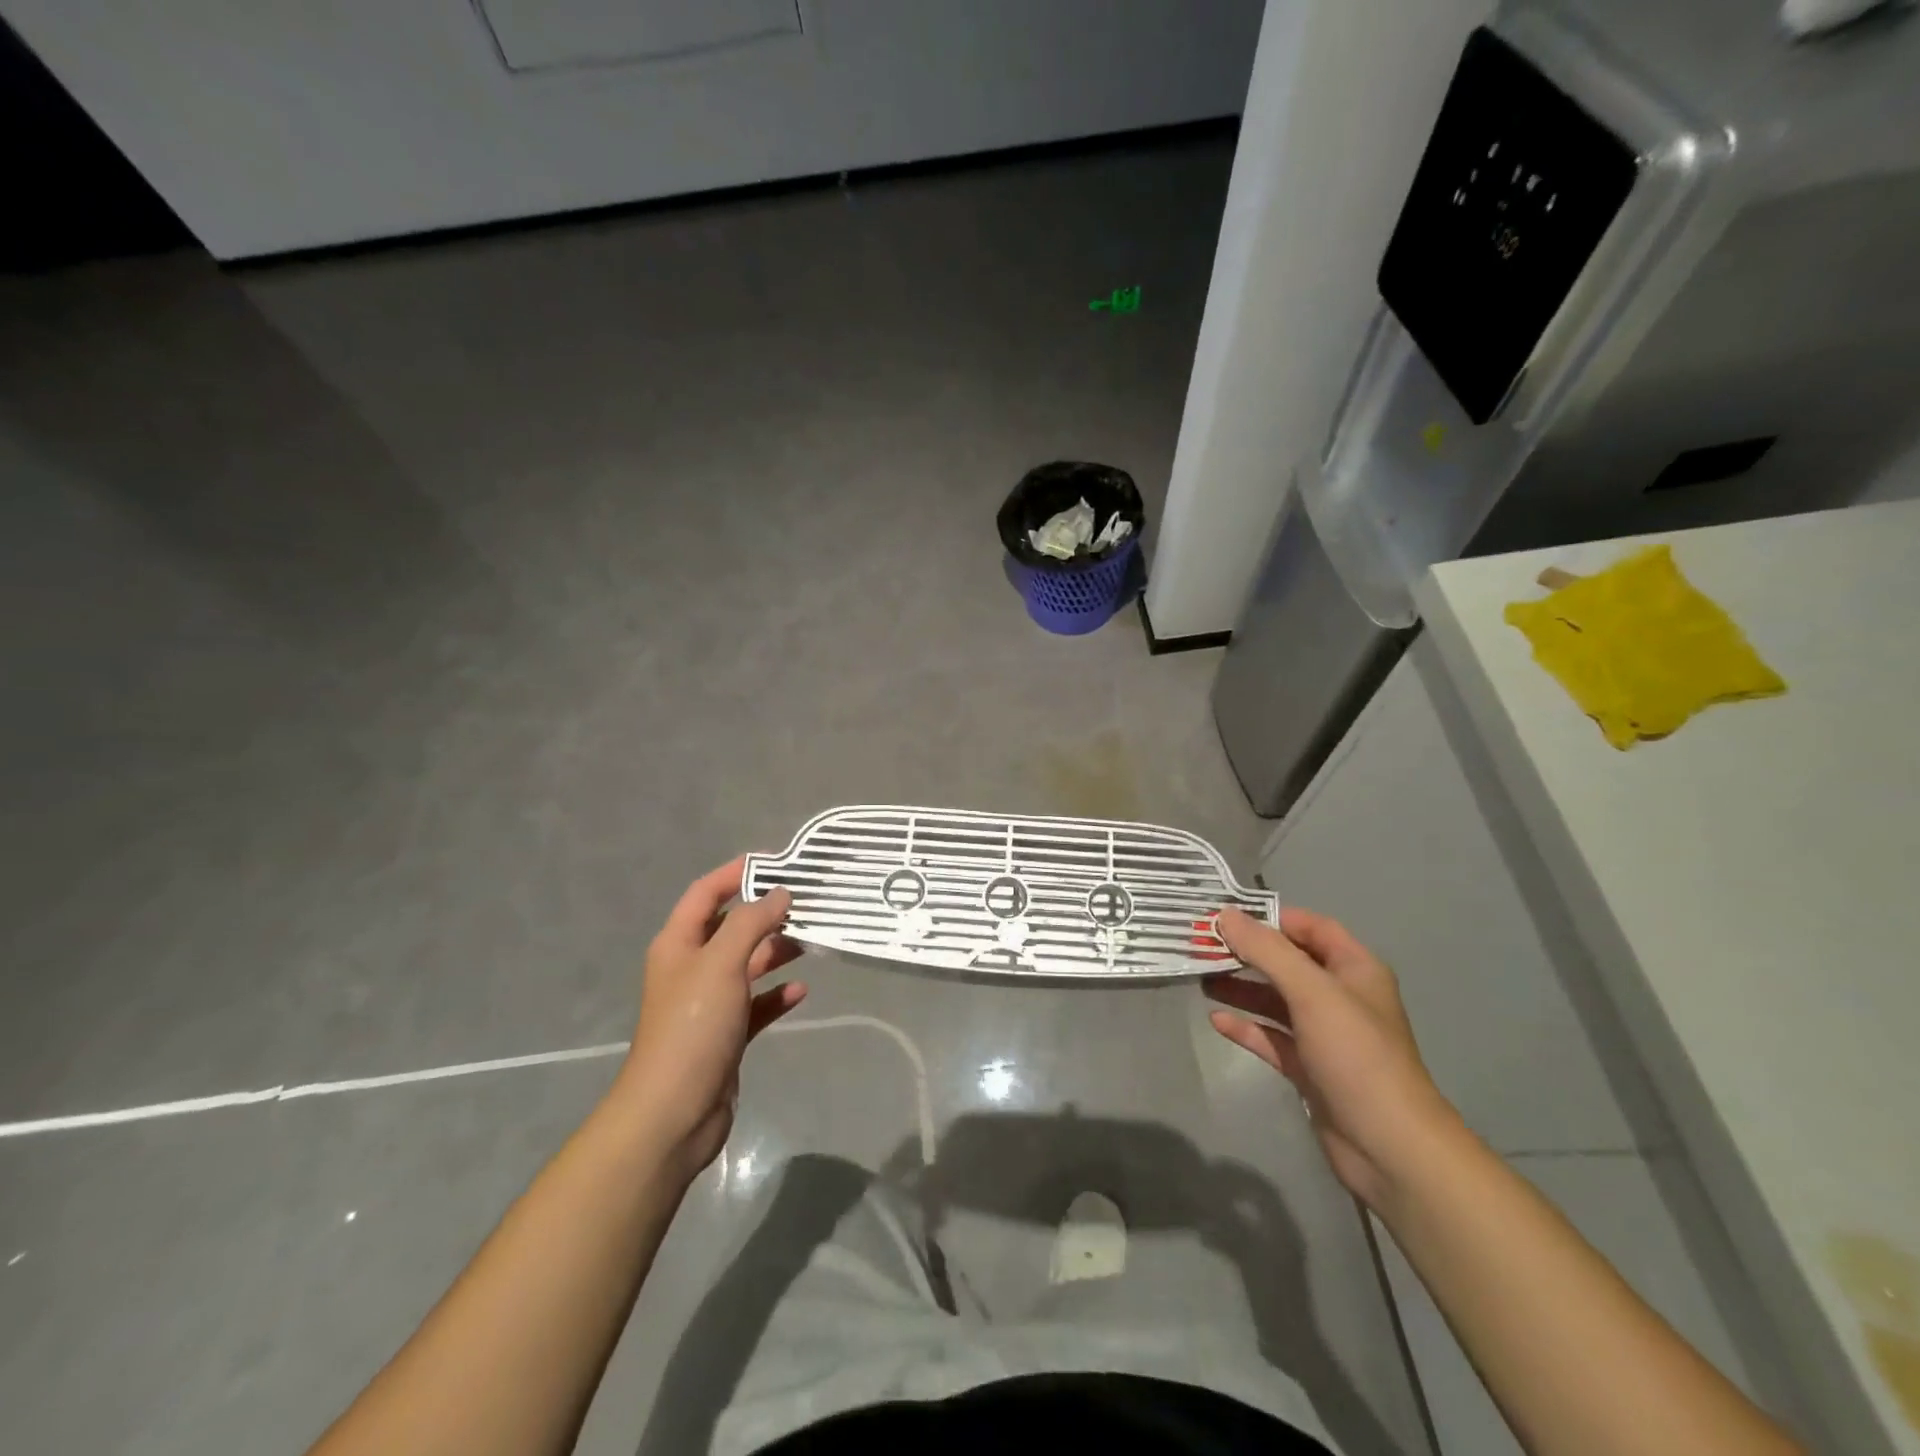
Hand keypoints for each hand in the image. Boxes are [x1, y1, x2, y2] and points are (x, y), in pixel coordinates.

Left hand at [610, 859, 806, 1180]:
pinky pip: (756, 1004)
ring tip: (811, 942)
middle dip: (765, 913)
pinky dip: (776, 995)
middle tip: (806, 903)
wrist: (674, 1112)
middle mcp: (691, 968)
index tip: (776, 862)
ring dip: (775, 952)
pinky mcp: (726, 1035)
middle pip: (731, 927)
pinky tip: (801, 991)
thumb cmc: (693, 1026)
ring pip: (747, 964)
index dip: (735, 872)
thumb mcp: (721, 963)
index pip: (705, 892)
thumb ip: (752, 923)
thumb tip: (780, 894)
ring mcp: (708, 1003)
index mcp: (679, 944)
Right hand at [1204, 907, 1458, 1208]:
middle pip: (1288, 963)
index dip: (1270, 918)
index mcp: (1354, 969)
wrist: (1390, 1147)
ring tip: (1201, 979)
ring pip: (1276, 1000)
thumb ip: (1267, 951)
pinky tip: (1217, 1020)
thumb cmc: (1356, 1056)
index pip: (1310, 927)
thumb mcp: (1312, 992)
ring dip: (1241, 988)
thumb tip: (1224, 916)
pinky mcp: (1310, 1068)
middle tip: (1202, 946)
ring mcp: (1325, 1035)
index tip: (1225, 916)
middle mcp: (1340, 997)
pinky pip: (1272, 1037)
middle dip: (1247, 953)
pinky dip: (1247, 1026)